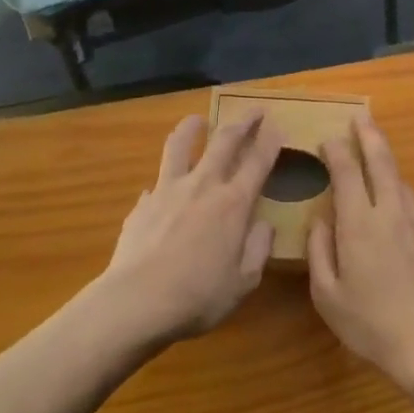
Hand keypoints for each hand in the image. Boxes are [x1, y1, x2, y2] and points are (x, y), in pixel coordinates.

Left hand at [101, 114, 280, 343]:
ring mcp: (168, 190)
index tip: (277, 126)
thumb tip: (264, 225)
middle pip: (224, 141)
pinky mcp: (143, 203)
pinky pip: (156, 183)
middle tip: (253, 110)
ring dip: (192, 127)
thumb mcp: (242, 283)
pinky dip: (164, 180)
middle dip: (242, 122)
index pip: (257, 162)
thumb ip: (257, 249)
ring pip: (181, 145)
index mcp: (233, 204)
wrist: (136, 302)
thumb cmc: (197, 297)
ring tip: (197, 119)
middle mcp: (203, 186)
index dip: (270, 142)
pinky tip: (161, 187)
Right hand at [307, 116, 413, 390]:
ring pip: (400, 181)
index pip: (346, 171)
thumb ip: (320, 252)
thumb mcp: (328, 296)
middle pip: (381, 160)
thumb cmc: (373, 325)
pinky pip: (412, 206)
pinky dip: (399, 194)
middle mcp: (391, 212)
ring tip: (375, 155)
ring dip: (386, 163)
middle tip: (361, 117)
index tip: (327, 139)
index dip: (336, 150)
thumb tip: (320, 220)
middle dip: (369, 135)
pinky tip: (394, 206)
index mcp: (360, 223)